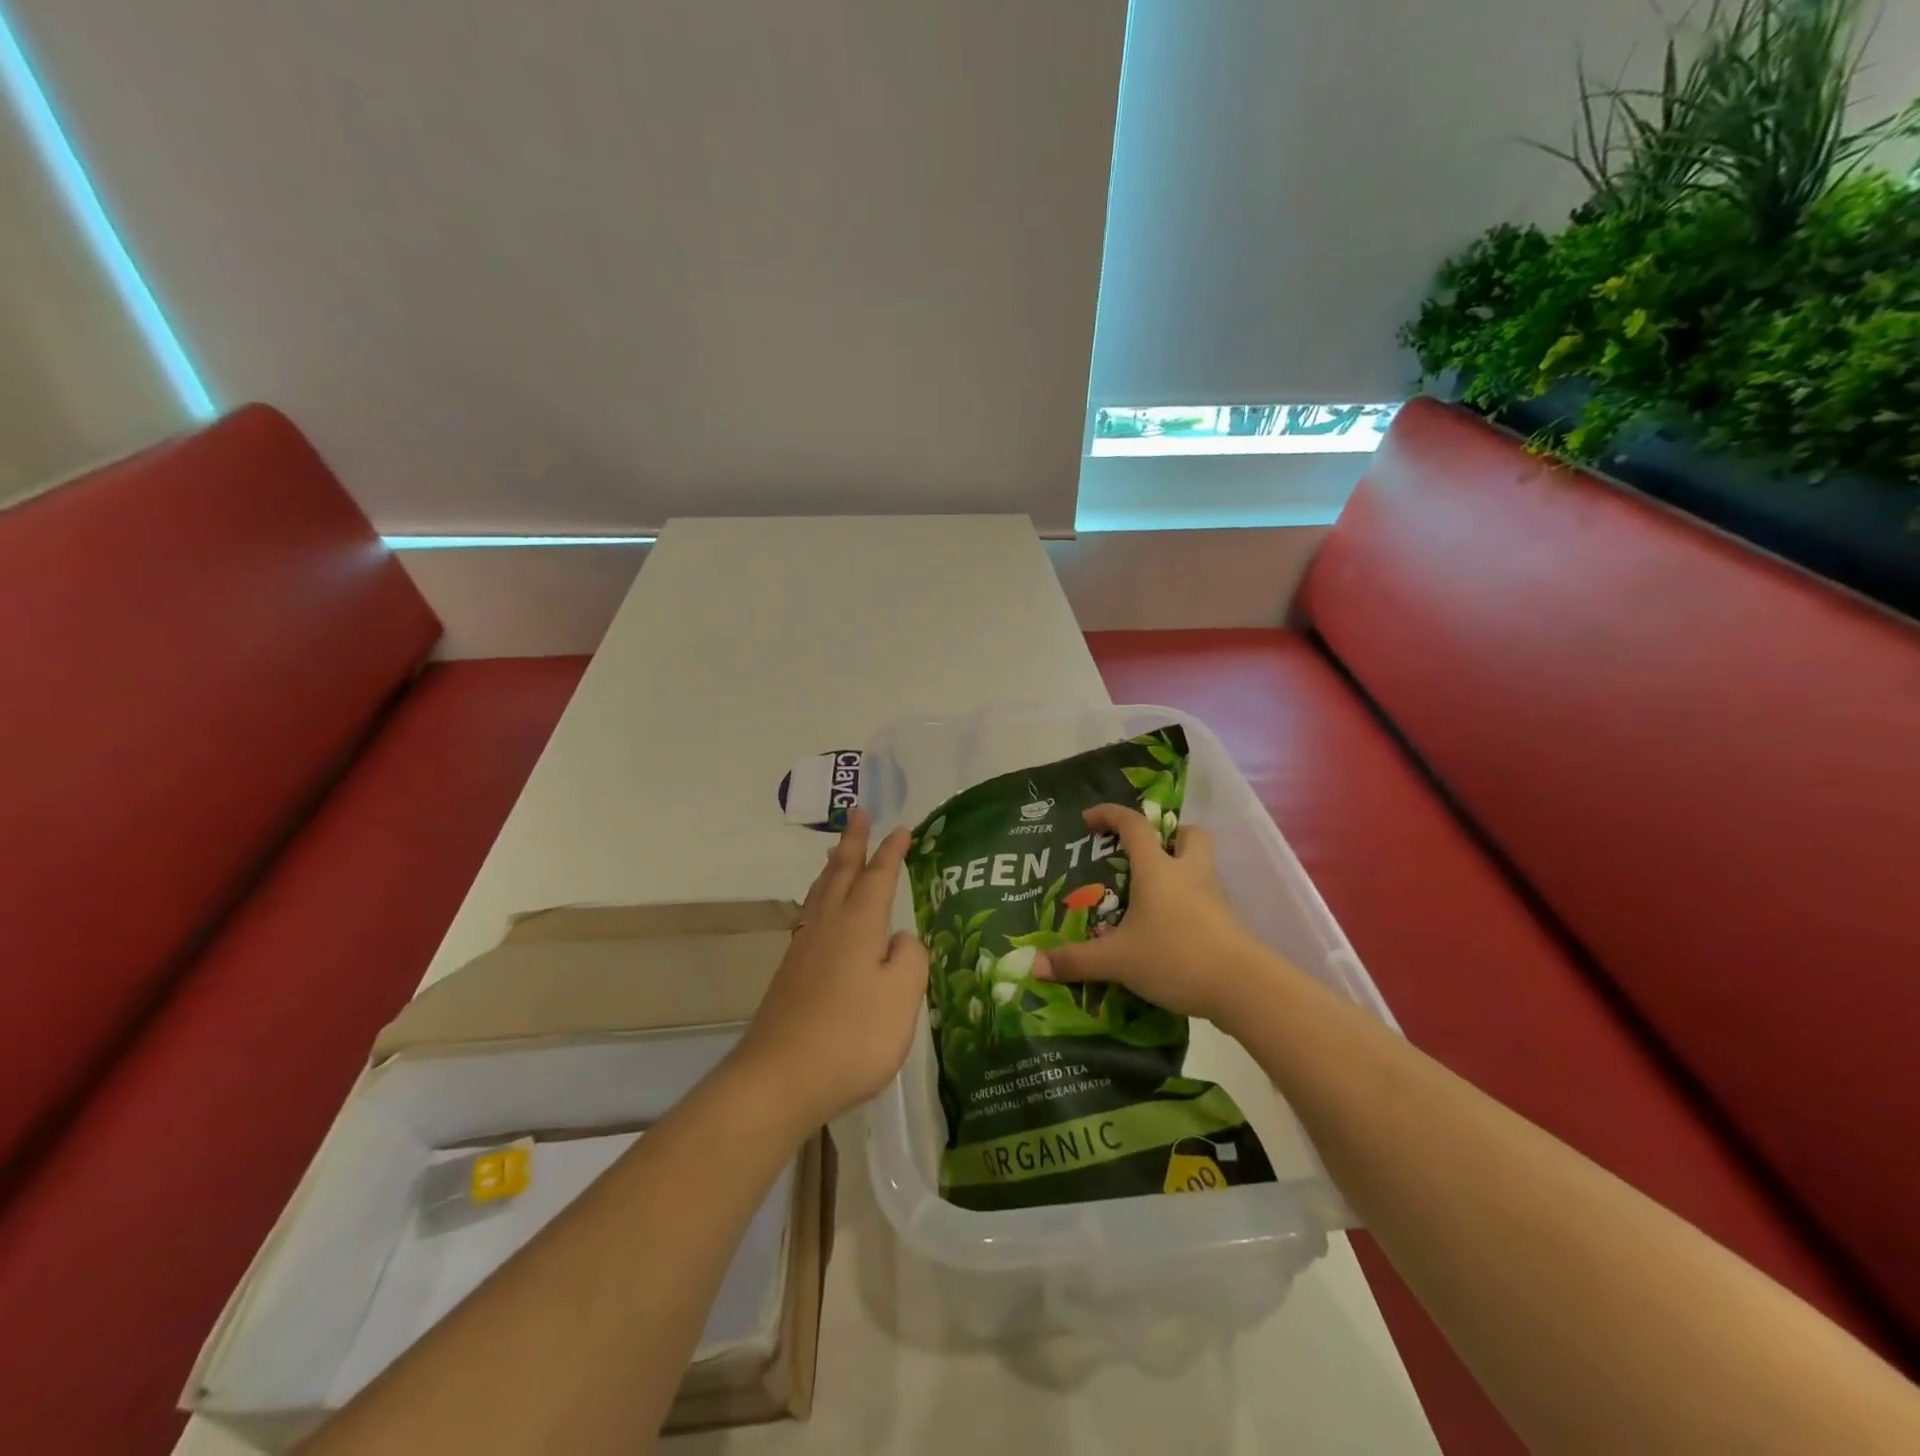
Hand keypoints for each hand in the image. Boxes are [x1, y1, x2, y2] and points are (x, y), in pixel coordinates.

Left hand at [733, 808, 928, 1128]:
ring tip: (837, 852)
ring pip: (821, 892)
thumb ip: (911, 959)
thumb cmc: (851, 1037)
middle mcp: (827, 926)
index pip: (879, 876)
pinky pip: (811, 915)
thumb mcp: (902, 998)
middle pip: (842, 872)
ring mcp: (804, 949)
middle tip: (858, 812)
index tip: (902, 827)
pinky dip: (821, 896)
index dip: (892, 851)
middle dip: (853, 842)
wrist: (778, 1080)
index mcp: (858, 925)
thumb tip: (901, 939)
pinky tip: (822, 912)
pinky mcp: (791, 974)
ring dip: (834, 866)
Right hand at [1034, 804, 1274, 1030]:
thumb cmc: (1174, 956)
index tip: (1090, 819)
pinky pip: (1206, 899)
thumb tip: (1034, 964)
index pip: (1134, 826)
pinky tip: (1170, 929)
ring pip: (1201, 866)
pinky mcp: (1227, 923)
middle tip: (1144, 855)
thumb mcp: (1117, 961)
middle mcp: (1188, 873)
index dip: (1111, 815)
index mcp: (1157, 869)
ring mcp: (1214, 897)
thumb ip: (1076, 960)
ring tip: (1152, 896)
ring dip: (1180, 870)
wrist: (1243, 987)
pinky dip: (1189, 904)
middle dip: (1168, 835)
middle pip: (1188, 835)